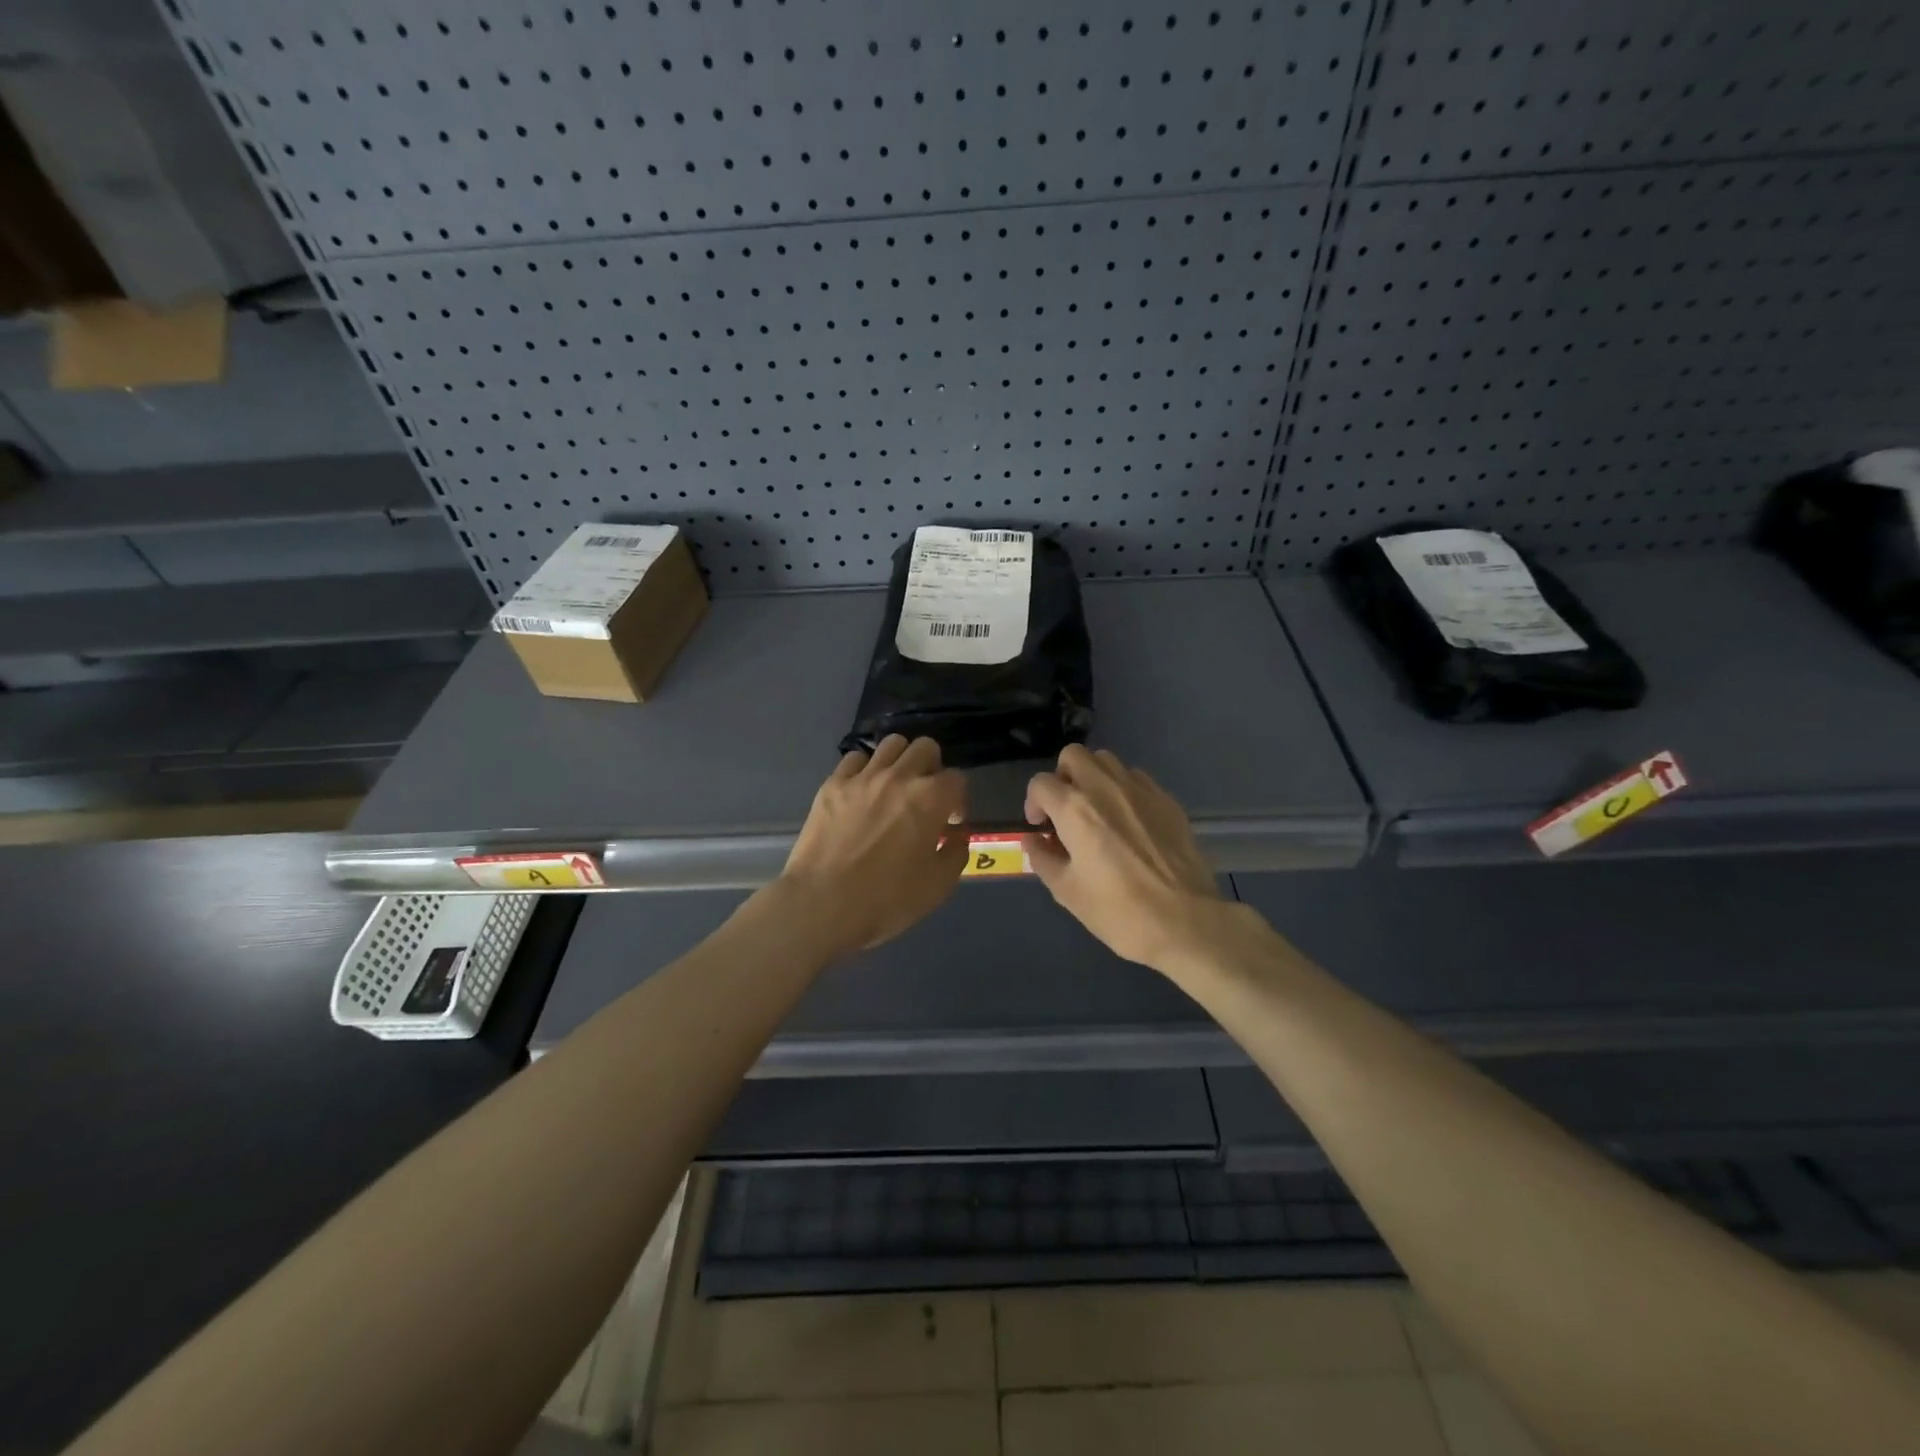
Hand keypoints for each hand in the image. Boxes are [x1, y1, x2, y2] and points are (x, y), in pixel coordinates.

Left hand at [779, 735, 969, 955]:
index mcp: (930, 798)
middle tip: (926, 796)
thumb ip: (956, 852)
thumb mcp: (938, 885)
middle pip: (926, 748)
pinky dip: (865, 769)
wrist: (822, 903)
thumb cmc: (887, 899)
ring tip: (896, 786)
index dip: (958, 800)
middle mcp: (899, 777)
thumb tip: (955, 834)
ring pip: (892, 744)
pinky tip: (863, 791)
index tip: (950, 822)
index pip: (957, 779)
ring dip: (901, 760)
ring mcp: (863, 777)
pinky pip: (855, 758)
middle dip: (933, 768)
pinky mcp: (833, 784)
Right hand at [1024, 745, 1227, 970]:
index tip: (1041, 827)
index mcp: (1075, 809)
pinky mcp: (1167, 800)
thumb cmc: (1118, 911)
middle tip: (1066, 810)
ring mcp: (1141, 790)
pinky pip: (1137, 779)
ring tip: (1097, 811)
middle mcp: (1105, 787)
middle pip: (1074, 755)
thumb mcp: (1067, 891)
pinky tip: (1129, 822)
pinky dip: (1124, 790)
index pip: (1040, 783)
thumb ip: (1042, 858)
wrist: (1185, 922)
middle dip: (1063, 777)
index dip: (1034, 803)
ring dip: (1093, 778)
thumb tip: (1033, 840)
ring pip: (1107, 761)